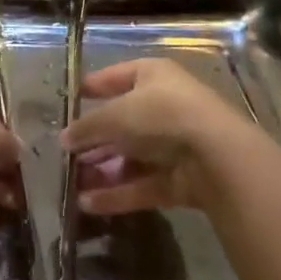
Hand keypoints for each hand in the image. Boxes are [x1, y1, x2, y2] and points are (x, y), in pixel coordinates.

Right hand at [61, 59, 248, 215]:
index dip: (93, 88)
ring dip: (102, 170)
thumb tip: (64, 138)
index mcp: (152, 75)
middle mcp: (163, 105)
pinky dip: (117, 193)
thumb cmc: (161, 115)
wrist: (216, 155)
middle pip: (122, 122)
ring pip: (131, 156)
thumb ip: (88, 127)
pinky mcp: (180, 178)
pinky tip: (88, 204)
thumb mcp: (116, 115)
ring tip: (71, 184)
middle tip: (65, 154)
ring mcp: (173, 143)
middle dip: (94, 139)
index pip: (116, 77)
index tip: (69, 101)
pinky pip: (142, 183)